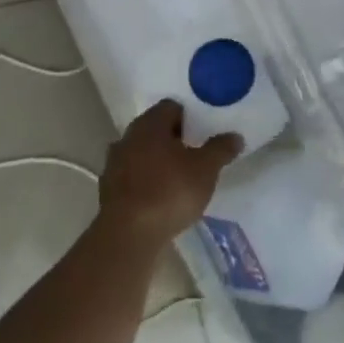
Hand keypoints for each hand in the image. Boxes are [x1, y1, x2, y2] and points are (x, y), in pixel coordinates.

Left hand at [96, 100, 241, 251]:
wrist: (128, 235)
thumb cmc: (170, 192)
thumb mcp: (206, 169)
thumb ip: (221, 149)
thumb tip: (235, 136)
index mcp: (149, 124)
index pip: (171, 107)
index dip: (190, 117)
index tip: (205, 132)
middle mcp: (127, 137)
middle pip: (155, 130)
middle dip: (175, 139)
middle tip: (197, 153)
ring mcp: (114, 164)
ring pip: (143, 154)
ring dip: (159, 161)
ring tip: (181, 177)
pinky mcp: (108, 190)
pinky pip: (133, 177)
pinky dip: (147, 181)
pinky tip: (162, 197)